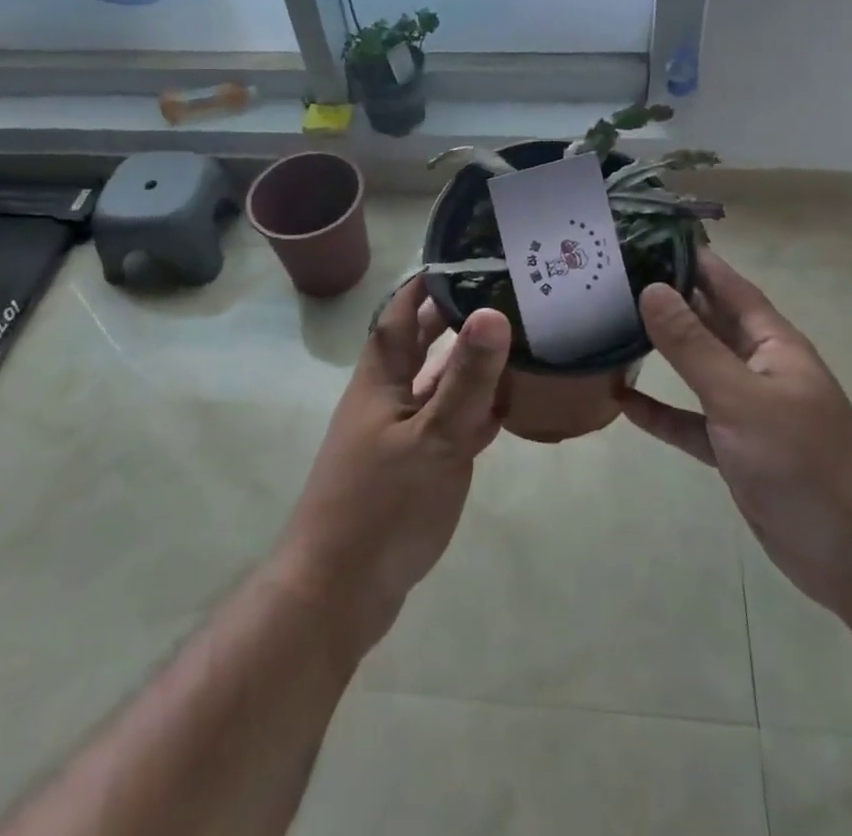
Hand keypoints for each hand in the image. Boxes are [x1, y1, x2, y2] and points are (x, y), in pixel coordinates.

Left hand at [275, 279, 510, 650]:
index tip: (464, 256)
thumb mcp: (434, 438)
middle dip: (453, 317)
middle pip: (420, 345)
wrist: (337, 595)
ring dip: (467, 364)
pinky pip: (446, 423)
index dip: (426, 282)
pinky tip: (504, 408)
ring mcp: (397, 435)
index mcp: (381, 379)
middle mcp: (385, 398)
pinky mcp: (410, 468)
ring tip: (514, 341)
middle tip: (501, 293)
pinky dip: (473, 410)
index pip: (401, 312)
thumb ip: (467, 378)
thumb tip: (494, 310)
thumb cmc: (382, 506)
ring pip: (436, 385)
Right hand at [620, 250, 851, 616]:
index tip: (648, 236)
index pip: (727, 285)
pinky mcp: (734, 450)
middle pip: (707, 322)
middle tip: (612, 278)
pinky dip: (661, 412)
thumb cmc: (804, 460)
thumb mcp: (741, 397)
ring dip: (659, 352)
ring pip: (695, 370)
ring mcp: (746, 410)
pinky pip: (689, 421)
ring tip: (610, 328)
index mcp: (770, 342)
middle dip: (667, 300)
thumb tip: (650, 289)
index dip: (693, 259)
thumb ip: (693, 346)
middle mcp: (757, 366)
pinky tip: (622, 403)